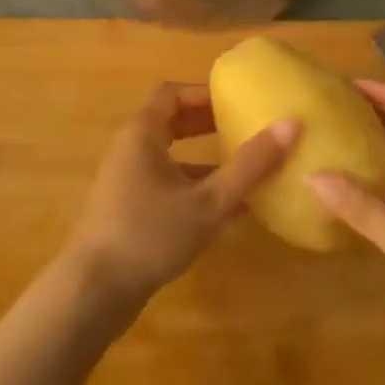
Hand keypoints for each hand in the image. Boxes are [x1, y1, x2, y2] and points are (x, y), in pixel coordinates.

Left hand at [63, 83, 296, 319]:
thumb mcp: (208, 202)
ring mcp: (126, 179)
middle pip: (170, 121)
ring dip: (203, 157)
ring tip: (243, 164)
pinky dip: (193, 185)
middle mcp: (130, 148)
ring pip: (170, 155)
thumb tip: (291, 125)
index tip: (238, 100)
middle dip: (207, 122)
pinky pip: (165, 182)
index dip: (204, 93)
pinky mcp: (128, 208)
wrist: (94, 291)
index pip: (172, 93)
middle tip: (245, 126)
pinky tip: (226, 209)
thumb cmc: (150, 234)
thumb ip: (249, 166)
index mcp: (142, 133)